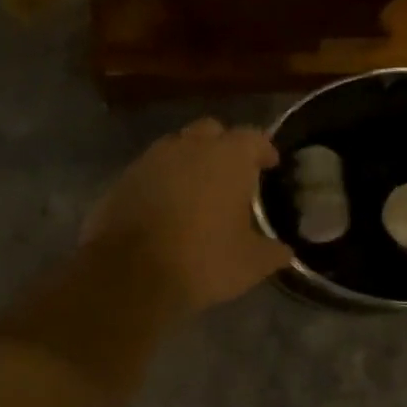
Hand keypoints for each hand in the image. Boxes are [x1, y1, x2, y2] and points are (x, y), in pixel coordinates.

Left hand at [84, 119, 292, 314]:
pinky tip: (167, 207)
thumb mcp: (251, 264)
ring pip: (177, 148)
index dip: (264, 150)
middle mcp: (189, 147)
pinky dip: (163, 181)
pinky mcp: (122, 179)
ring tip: (198, 190)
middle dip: (224, 147)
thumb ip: (273, 251)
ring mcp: (151, 160)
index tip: (270, 165)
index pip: (253, 138)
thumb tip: (283, 251)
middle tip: (233, 174)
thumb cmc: (202, 260)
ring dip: (190, 162)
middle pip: (212, 132)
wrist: (130, 274)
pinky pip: (151, 171)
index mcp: (228, 157)